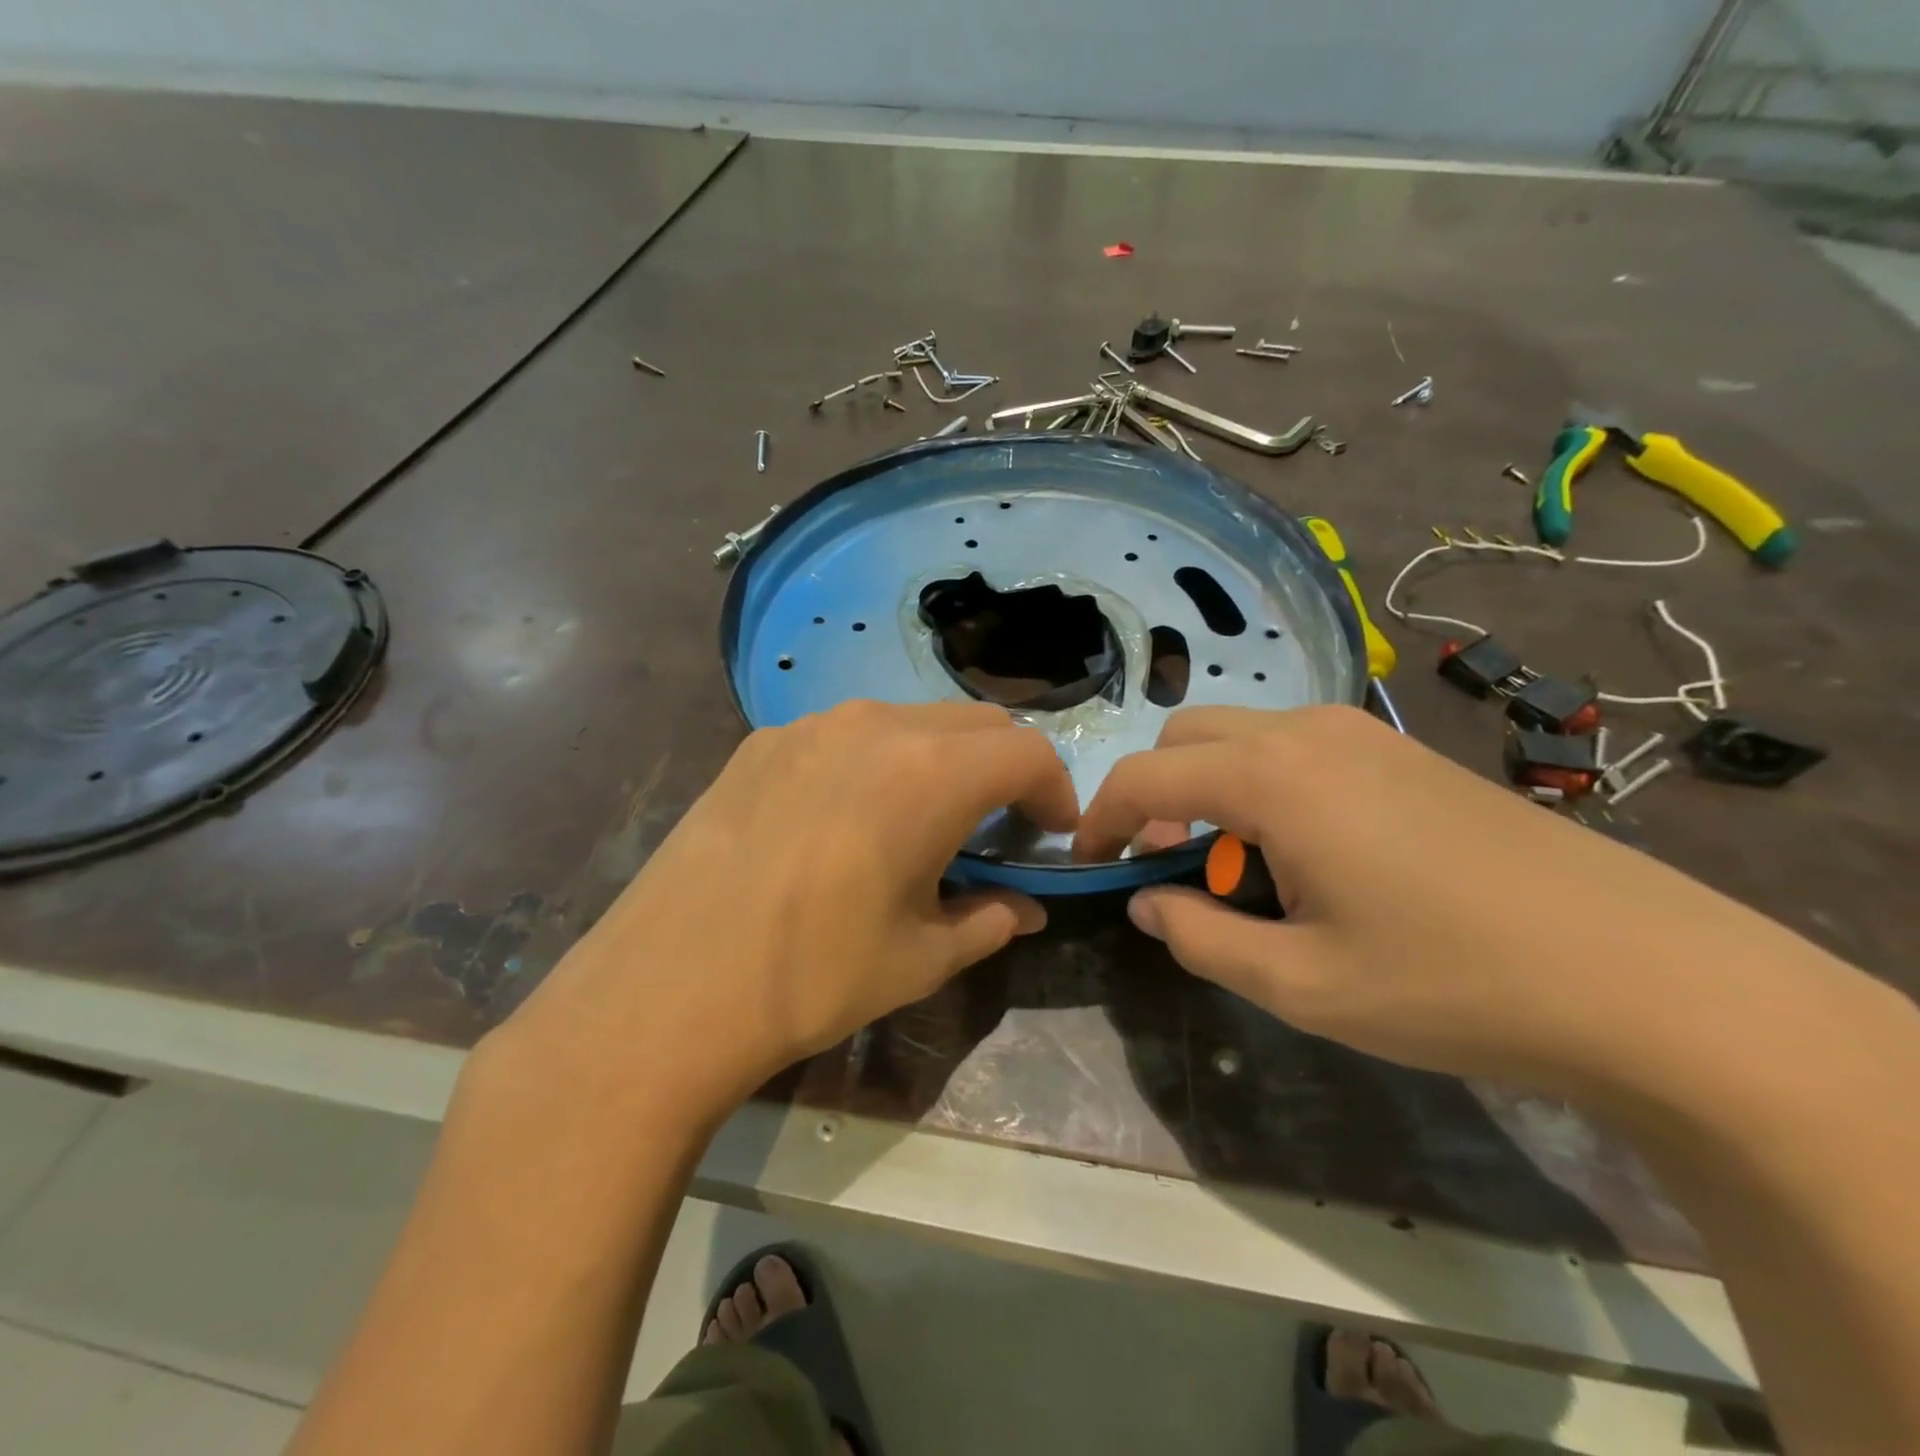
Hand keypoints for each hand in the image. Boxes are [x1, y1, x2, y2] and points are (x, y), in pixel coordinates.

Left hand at [501, 701, 1077, 1118]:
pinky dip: (877, 761)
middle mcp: (876, 726)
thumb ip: (989, 920)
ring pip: (910, 720)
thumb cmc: (814, 977)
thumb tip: (1025, 910)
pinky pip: (845, 734)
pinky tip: (846, 819)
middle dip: (1003, 768)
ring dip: (940, 759)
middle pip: (974, 722)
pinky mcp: (761, 741)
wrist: (667, 987)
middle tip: (997, 826)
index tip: (1051, 833)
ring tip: (921, 820)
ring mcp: (810, 725)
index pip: (1027, 752)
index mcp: (931, 773)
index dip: (1055, 790)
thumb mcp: (920, 958)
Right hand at [1075, 704, 1776, 1094]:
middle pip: (1185, 735)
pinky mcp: (1401, 749)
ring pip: (1240, 734)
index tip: (1088, 864)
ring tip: (1237, 864)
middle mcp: (1307, 731)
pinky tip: (1304, 848)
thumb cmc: (1451, 984)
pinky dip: (1260, 781)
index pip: (1144, 776)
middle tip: (1167, 865)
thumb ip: (1201, 938)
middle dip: (1153, 793)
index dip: (1100, 819)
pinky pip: (1294, 744)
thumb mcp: (1301, 984)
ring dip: (1209, 786)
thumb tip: (1148, 903)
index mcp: (1271, 778)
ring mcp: (1362, 732)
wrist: (1646, 976)